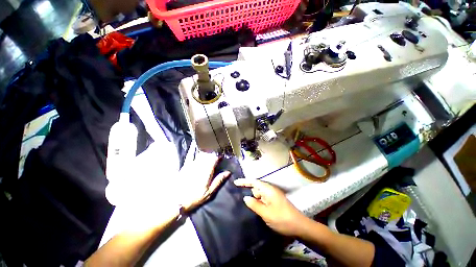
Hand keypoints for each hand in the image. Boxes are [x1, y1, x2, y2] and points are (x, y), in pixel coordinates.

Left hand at [179, 144, 230, 211]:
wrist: (176, 201)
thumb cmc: (195, 197)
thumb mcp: (209, 192)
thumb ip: (218, 181)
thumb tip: (228, 172)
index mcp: (207, 171)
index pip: (215, 159)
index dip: (219, 155)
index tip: (223, 154)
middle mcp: (200, 165)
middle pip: (208, 155)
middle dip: (214, 152)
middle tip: (218, 150)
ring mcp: (192, 164)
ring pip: (201, 154)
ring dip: (206, 150)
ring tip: (210, 147)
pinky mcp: (186, 165)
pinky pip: (190, 155)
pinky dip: (193, 149)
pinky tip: (195, 144)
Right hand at [234, 179, 308, 236]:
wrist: (300, 227)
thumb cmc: (282, 219)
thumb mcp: (266, 213)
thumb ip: (254, 204)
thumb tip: (245, 197)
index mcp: (268, 190)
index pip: (254, 182)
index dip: (244, 181)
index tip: (235, 183)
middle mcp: (270, 190)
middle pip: (256, 188)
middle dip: (250, 193)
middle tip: (244, 202)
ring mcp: (273, 196)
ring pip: (260, 195)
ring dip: (255, 200)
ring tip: (252, 209)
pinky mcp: (275, 202)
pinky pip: (264, 199)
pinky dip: (259, 203)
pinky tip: (258, 210)